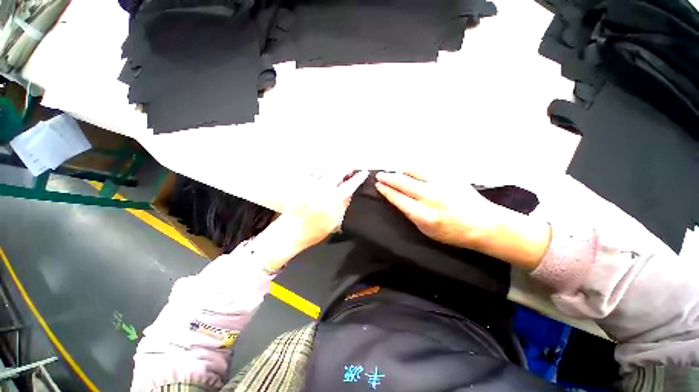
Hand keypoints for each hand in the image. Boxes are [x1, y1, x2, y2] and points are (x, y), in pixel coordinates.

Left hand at [282, 170, 369, 249]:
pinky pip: (312, 171)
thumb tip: (350, 192)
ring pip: (325, 169)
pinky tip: (322, 174)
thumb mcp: (334, 222)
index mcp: (331, 202)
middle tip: (350, 171)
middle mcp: (321, 190)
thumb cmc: (314, 231)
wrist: (291, 232)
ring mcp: (310, 186)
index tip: (364, 173)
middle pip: (337, 171)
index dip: (358, 178)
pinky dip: (320, 170)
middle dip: (346, 168)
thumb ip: (343, 206)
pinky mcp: (301, 185)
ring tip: (337, 172)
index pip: (349, 185)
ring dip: (334, 168)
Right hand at [374, 171, 494, 248]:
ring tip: (393, 171)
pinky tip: (409, 169)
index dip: (386, 191)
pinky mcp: (449, 176)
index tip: (378, 186)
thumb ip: (411, 215)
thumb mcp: (427, 231)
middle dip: (387, 178)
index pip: (398, 198)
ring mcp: (440, 184)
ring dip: (400, 171)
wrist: (484, 224)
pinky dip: (414, 168)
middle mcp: (430, 197)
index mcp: (423, 215)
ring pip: (413, 171)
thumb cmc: (453, 233)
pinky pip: (426, 169)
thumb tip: (399, 200)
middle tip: (379, 175)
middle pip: (402, 183)